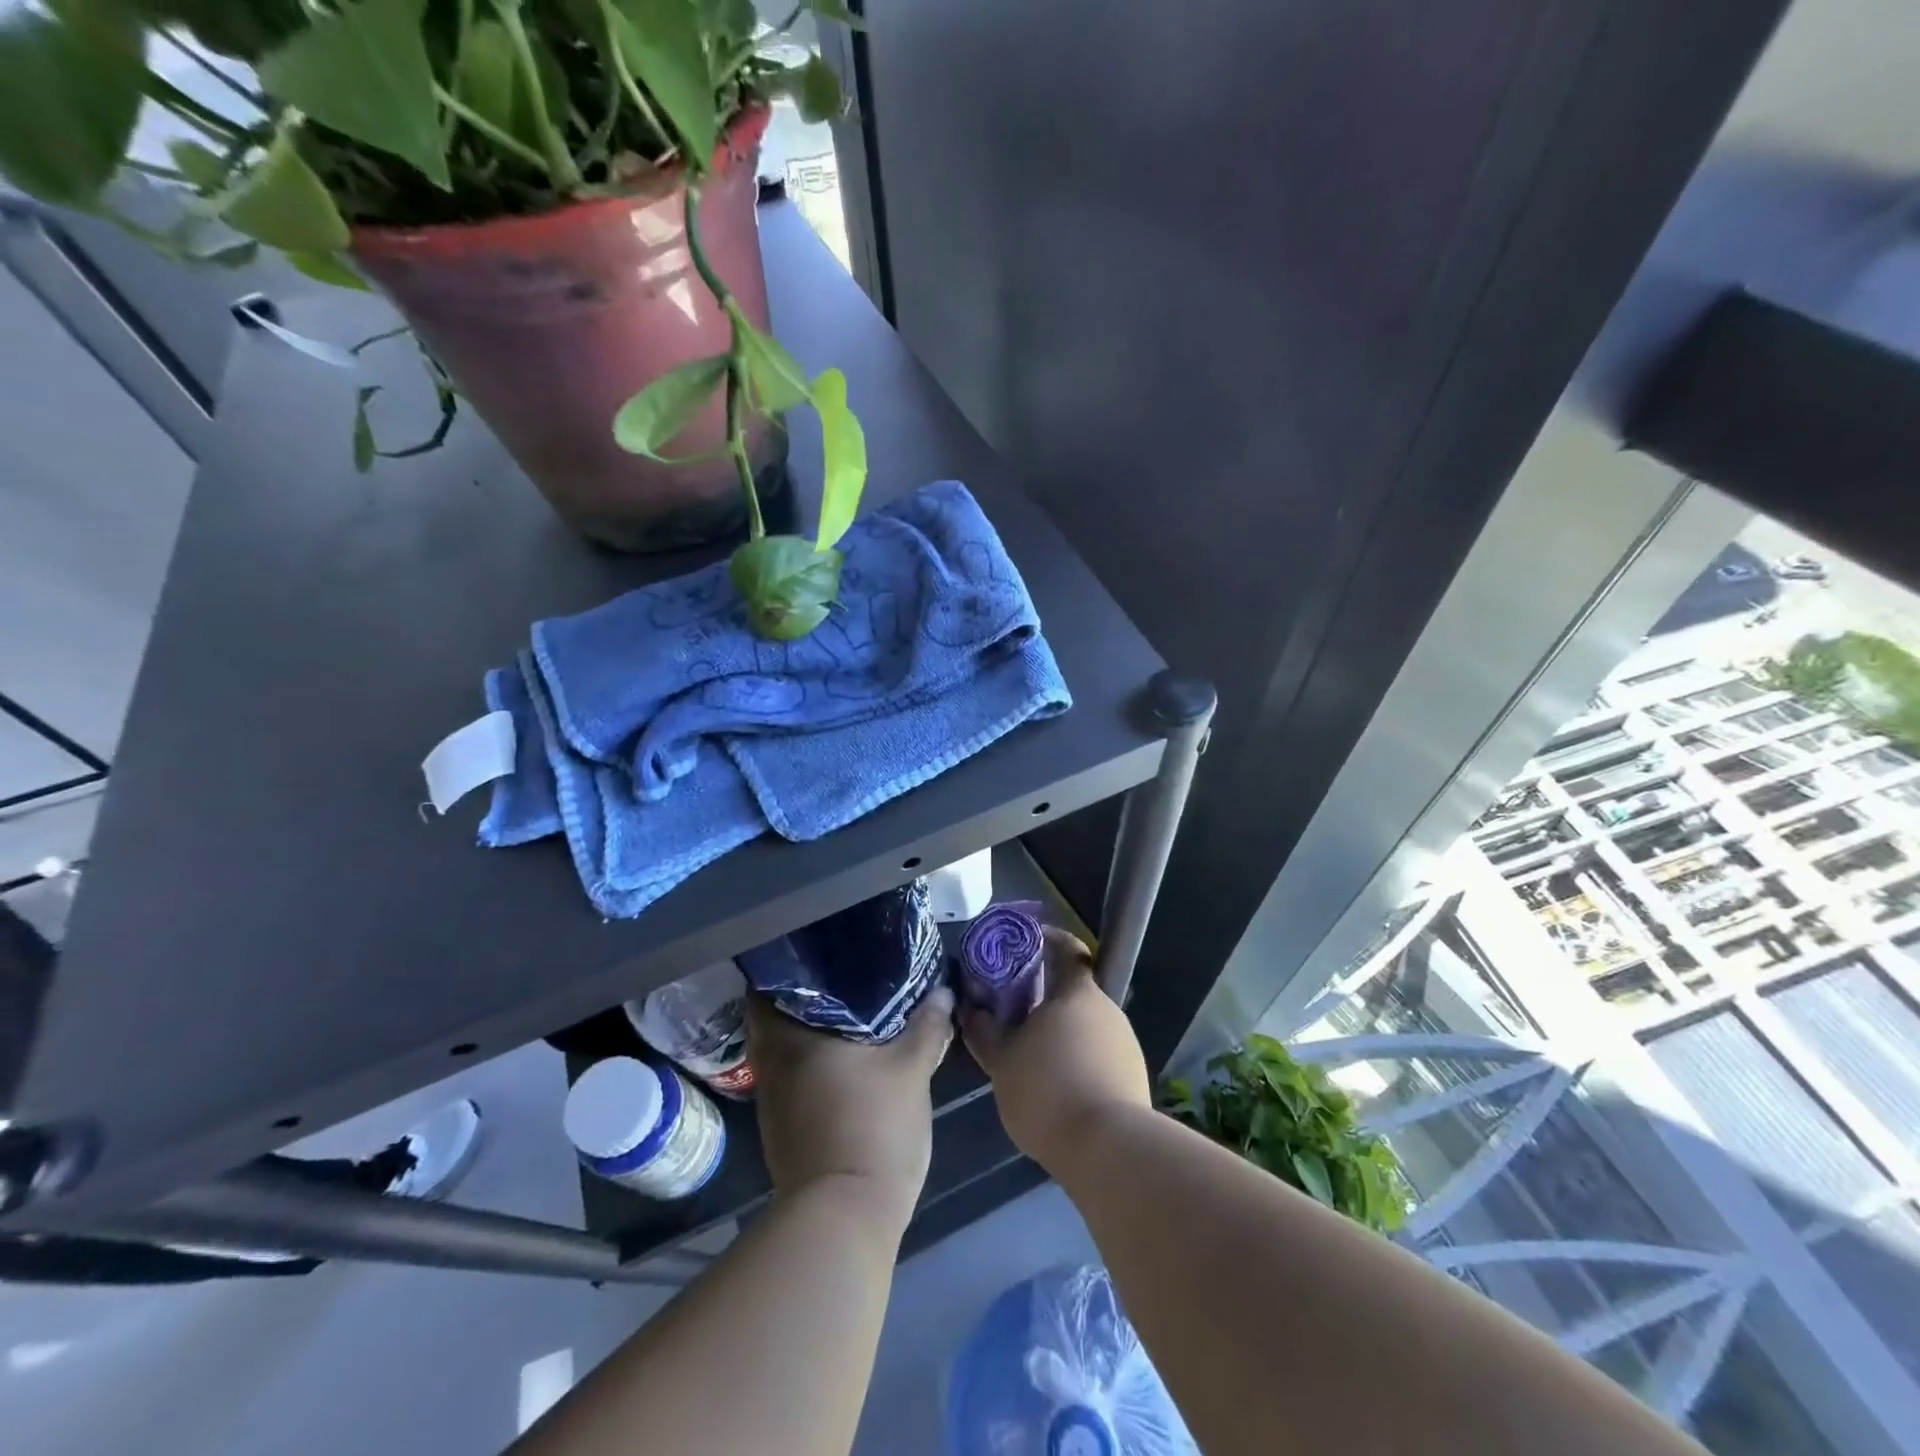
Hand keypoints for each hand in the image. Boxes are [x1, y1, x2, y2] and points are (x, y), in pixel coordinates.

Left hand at [747, 985, 955, 1233]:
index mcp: (793, 1036)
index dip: (792, 964)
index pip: (771, 984)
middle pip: (773, 1015)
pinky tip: (840, 1059)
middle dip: (801, 996)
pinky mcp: (779, 1126)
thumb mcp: (912, 1070)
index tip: (819, 951)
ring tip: (844, 1012)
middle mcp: (772, 1062)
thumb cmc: (874, 1126)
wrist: (844, 1215)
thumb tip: (943, 992)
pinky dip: (806, 1062)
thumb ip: (927, 1026)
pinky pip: (788, 1075)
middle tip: (839, 978)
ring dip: (803, 1030)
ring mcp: (771, 1097)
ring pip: (780, 1048)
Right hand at [959, 929, 1150, 1173]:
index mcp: (1077, 992)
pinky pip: (1098, 1056)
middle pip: (1073, 991)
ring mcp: (1125, 1043)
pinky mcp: (1133, 1077)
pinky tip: (1057, 1087)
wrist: (1109, 1150)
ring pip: (1085, 1026)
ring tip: (1030, 1056)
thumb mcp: (1002, 1061)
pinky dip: (1077, 1061)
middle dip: (1044, 998)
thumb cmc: (1048, 1090)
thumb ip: (984, 1030)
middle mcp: (1107, 1009)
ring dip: (1060, 1033)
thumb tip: (970, 1009)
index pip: (1067, 949)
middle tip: (1012, 1013)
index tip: (1022, 946)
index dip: (1046, 941)